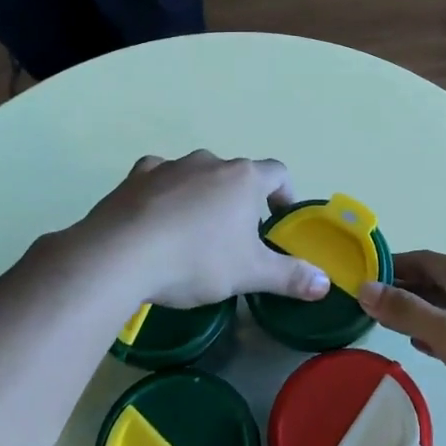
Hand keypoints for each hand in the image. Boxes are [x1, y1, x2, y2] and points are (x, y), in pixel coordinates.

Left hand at [82, 152, 330, 309]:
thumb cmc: (197, 260)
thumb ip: (290, 276)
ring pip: (197, 176)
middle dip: (241, 201)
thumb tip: (324, 283)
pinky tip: (157, 221)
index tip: (280, 217)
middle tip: (237, 237)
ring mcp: (170, 166)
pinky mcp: (136, 177)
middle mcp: (209, 162)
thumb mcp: (249, 274)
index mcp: (243, 178)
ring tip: (194, 232)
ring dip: (202, 196)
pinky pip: (159, 180)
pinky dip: (164, 194)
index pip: (278, 172)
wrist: (121, 255)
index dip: (285, 193)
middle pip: (236, 175)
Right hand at [358, 252, 445, 442]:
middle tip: (364, 308)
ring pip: (444, 306)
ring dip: (416, 312)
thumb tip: (364, 288)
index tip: (358, 280)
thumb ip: (406, 311)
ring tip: (385, 327)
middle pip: (432, 281)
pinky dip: (436, 332)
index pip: (419, 260)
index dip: (388, 267)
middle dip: (399, 291)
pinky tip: (422, 348)